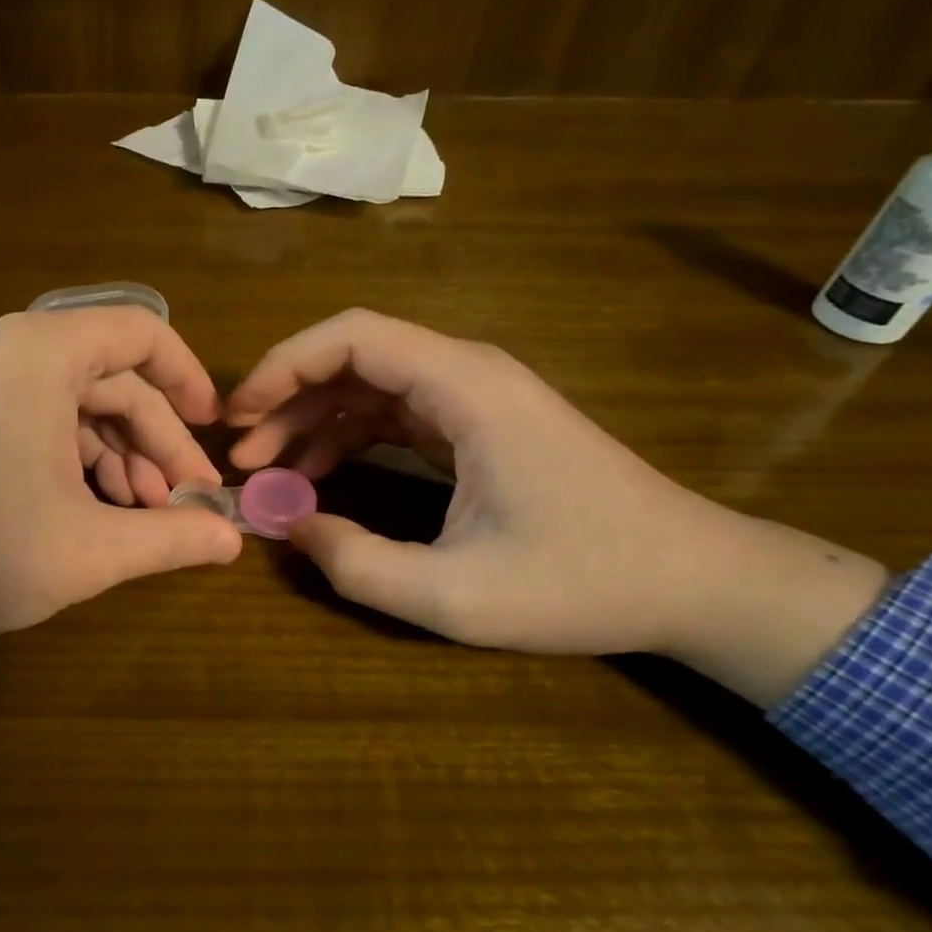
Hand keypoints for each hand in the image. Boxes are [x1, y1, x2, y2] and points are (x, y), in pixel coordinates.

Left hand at [0, 308, 241, 733]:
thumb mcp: (87, 550)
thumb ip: (171, 538)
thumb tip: (234, 538)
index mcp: (43, 352)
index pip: (143, 334)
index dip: (189, 381)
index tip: (216, 433)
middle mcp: (12, 349)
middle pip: (115, 379)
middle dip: (158, 442)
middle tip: (186, 504)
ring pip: (80, 406)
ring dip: (121, 458)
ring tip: (144, 517)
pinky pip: (44, 422)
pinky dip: (79, 461)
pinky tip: (96, 511)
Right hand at [225, 310, 888, 704]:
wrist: (694, 581)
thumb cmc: (586, 582)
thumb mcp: (457, 595)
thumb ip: (358, 564)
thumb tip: (285, 527)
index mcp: (464, 387)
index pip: (351, 336)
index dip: (282, 367)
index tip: (237, 417)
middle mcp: (465, 373)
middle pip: (351, 355)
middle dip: (286, 399)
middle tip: (241, 454)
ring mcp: (472, 397)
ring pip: (367, 384)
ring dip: (310, 420)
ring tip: (266, 471)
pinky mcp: (476, 425)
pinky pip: (391, 413)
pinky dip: (345, 437)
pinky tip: (316, 477)